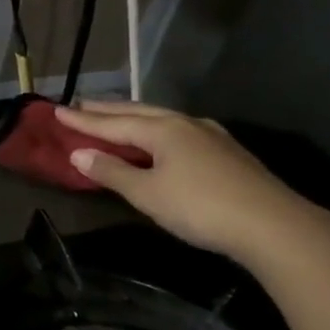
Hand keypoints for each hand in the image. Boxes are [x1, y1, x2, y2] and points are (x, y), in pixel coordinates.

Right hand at [54, 102, 327, 263]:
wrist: (273, 225)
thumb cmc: (200, 208)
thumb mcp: (147, 193)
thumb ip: (112, 172)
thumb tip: (79, 154)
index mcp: (162, 130)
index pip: (112, 123)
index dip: (82, 120)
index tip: (56, 110)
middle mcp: (184, 124)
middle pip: (137, 112)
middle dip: (106, 110)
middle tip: (80, 104)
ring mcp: (210, 135)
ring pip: (161, 118)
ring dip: (133, 116)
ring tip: (115, 116)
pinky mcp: (226, 152)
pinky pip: (178, 130)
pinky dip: (156, 128)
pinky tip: (161, 135)